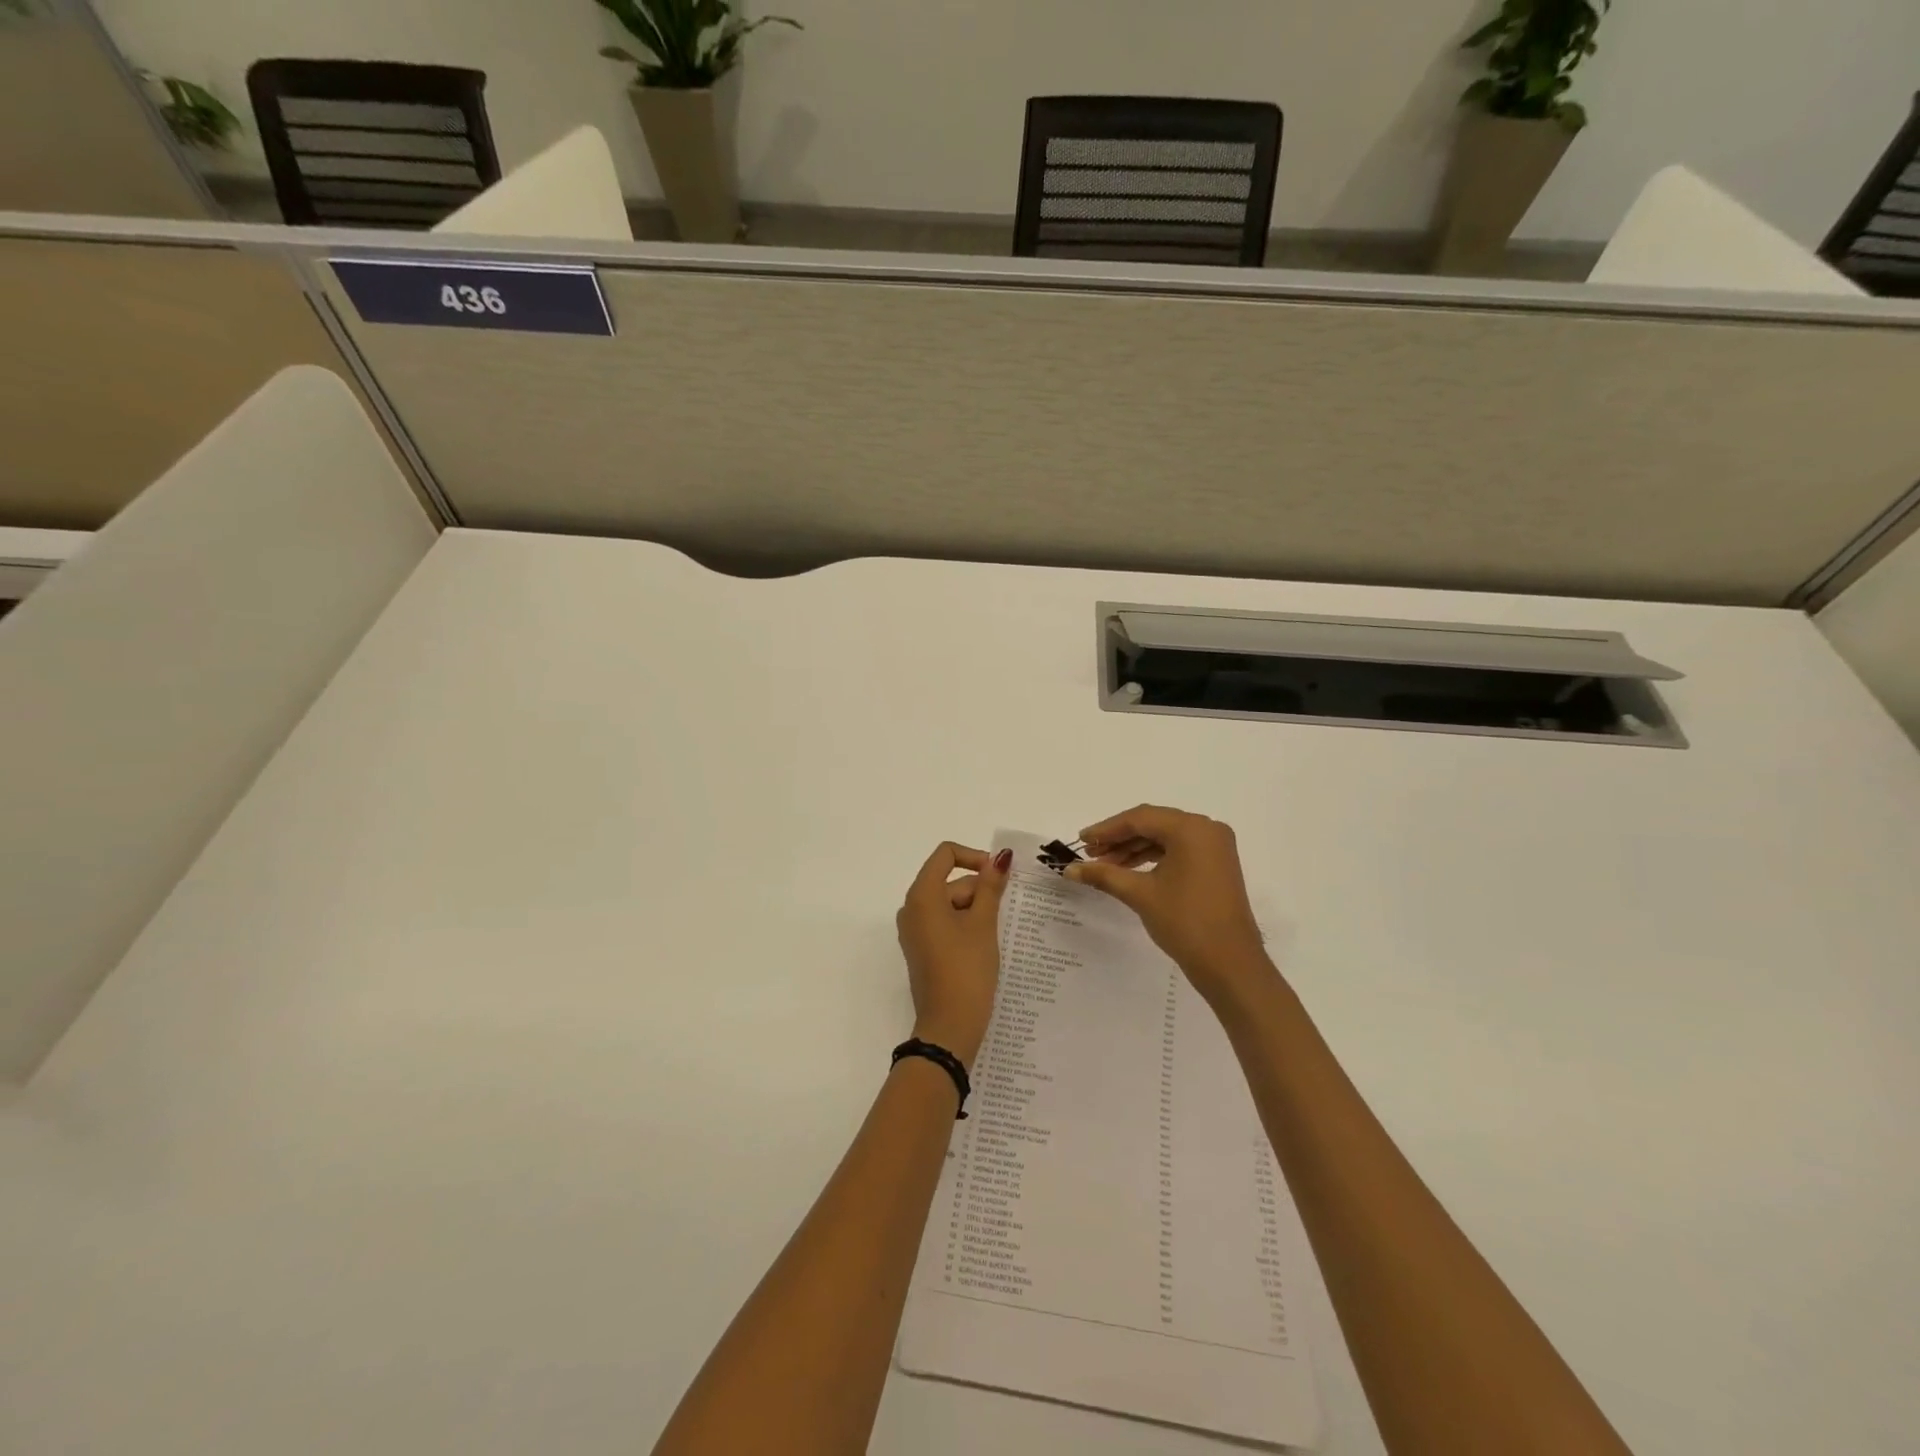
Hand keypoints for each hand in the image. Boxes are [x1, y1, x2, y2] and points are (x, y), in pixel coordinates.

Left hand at [896, 842, 1010, 1069]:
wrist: (949, 1026)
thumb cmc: (966, 969)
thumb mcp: (983, 924)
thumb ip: (991, 886)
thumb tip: (1000, 857)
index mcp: (921, 895)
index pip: (945, 854)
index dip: (974, 857)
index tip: (999, 877)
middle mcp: (911, 908)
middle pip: (949, 881)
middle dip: (978, 891)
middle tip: (1001, 917)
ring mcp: (914, 930)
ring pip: (949, 903)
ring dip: (975, 910)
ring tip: (996, 935)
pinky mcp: (921, 948)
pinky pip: (944, 923)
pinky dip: (965, 925)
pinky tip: (984, 945)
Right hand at [1066, 805, 1276, 1007]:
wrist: (1230, 964)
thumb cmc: (1185, 922)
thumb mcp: (1140, 894)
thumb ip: (1104, 875)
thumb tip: (1069, 869)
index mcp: (1191, 828)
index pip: (1140, 819)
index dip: (1106, 829)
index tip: (1081, 841)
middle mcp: (1206, 829)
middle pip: (1153, 824)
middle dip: (1119, 839)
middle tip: (1089, 854)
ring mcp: (1215, 847)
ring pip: (1165, 837)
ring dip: (1134, 849)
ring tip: (1104, 865)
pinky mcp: (1216, 864)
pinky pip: (1178, 850)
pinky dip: (1153, 858)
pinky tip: (1129, 870)